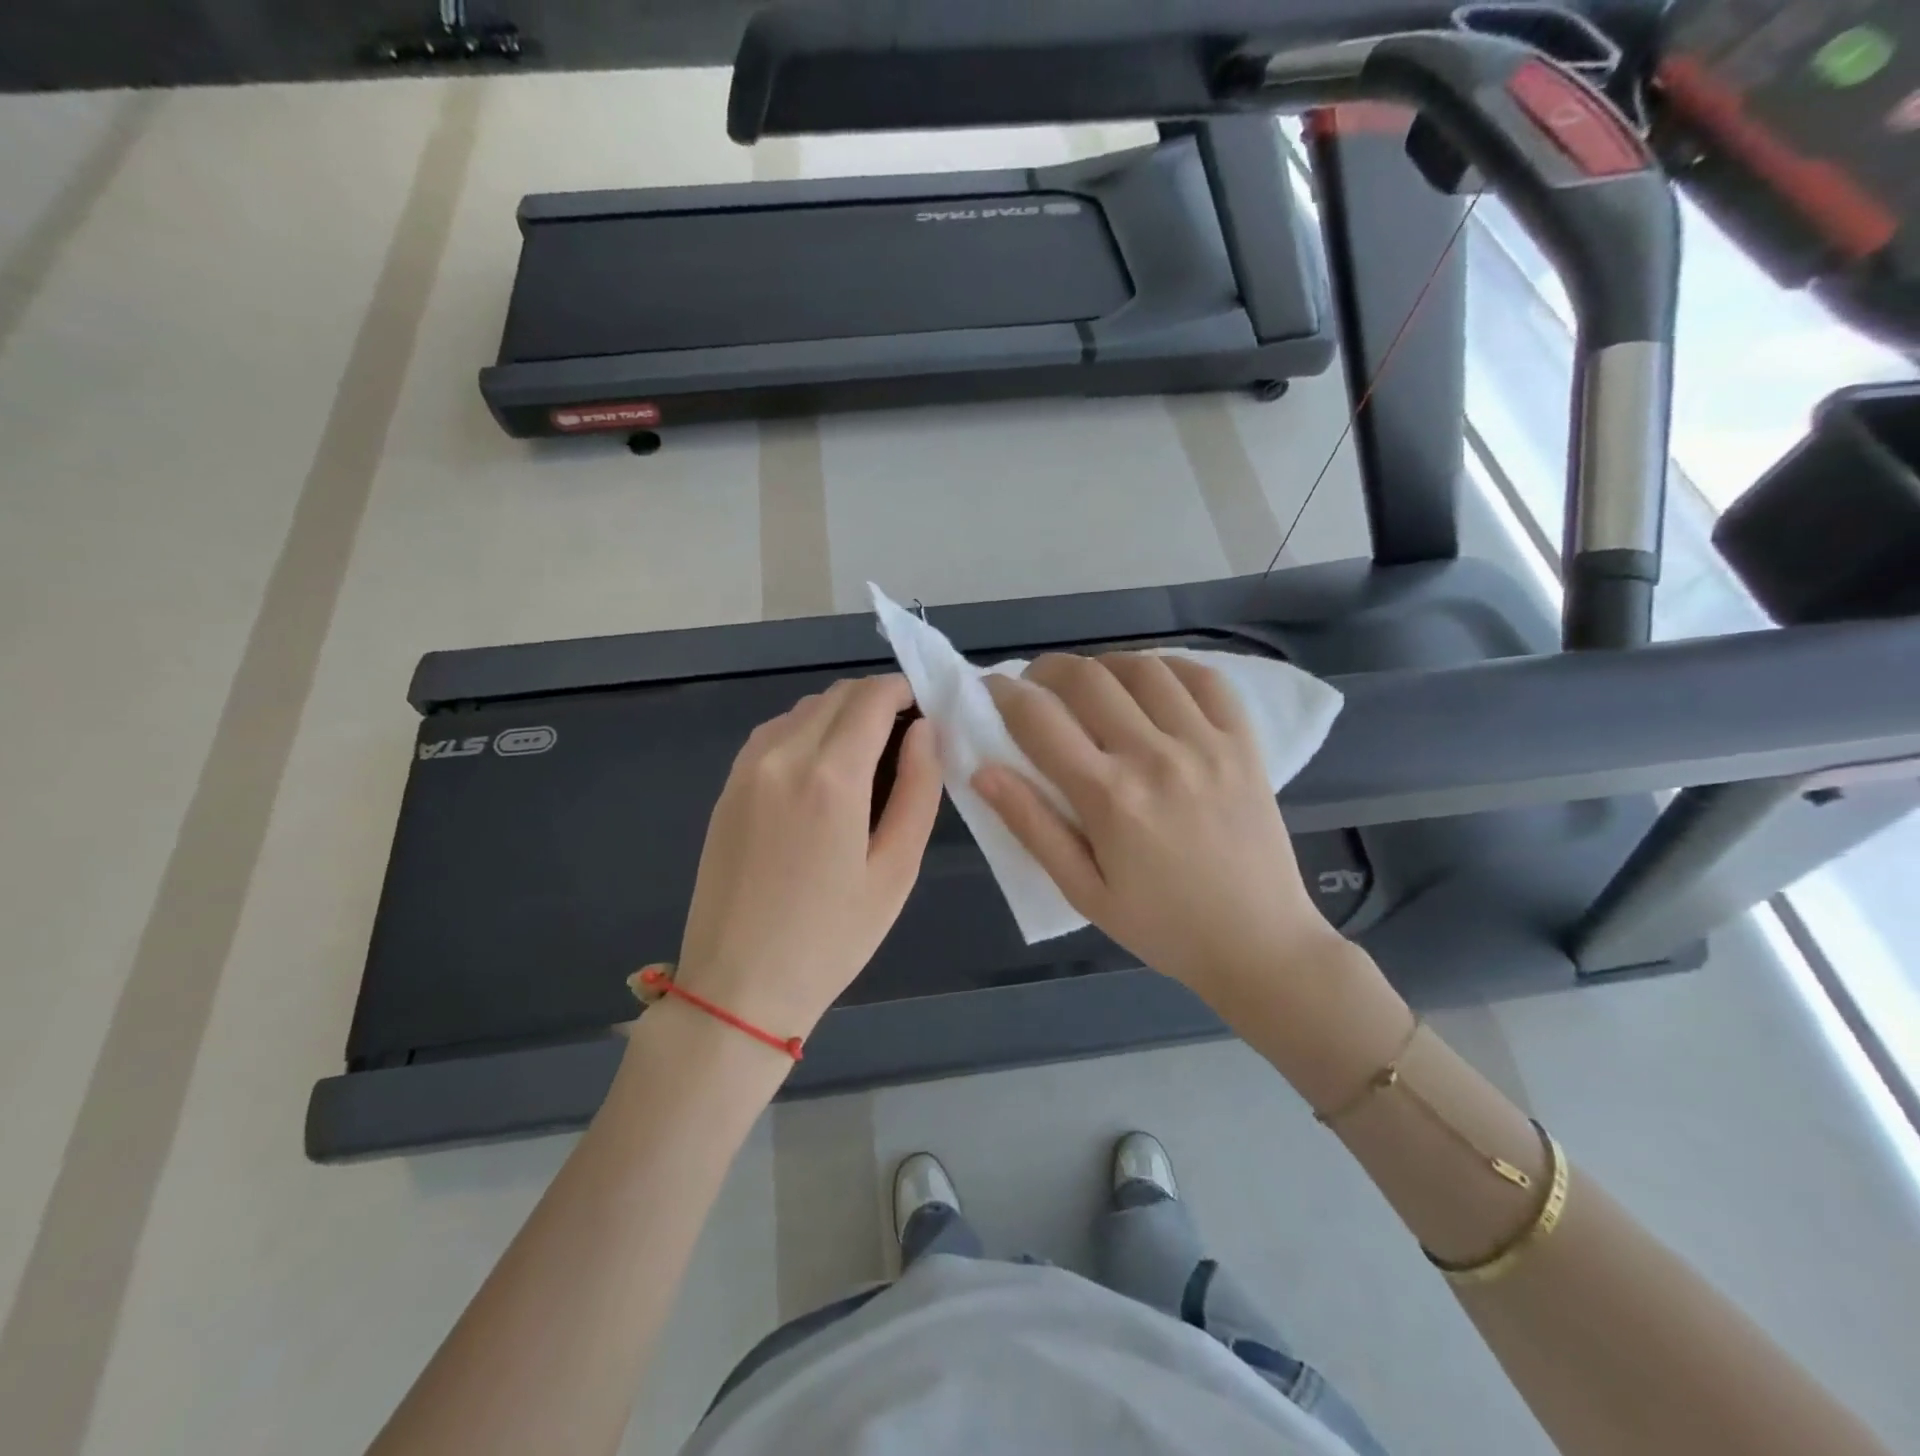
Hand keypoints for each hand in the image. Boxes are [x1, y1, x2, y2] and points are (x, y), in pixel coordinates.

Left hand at [672, 674, 941, 1042]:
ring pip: (804, 709)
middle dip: (878, 700)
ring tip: (868, 760)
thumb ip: (918, 788)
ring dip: (842, 715)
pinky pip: (775, 733)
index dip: (906, 691)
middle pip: (838, 695)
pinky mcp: (727, 786)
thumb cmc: (831, 938)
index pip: (873, 696)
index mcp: (830, 776)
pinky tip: (824, 774)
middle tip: (906, 741)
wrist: (737, 987)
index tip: (929, 712)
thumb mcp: (896, 870)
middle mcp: (781, 755)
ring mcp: (746, 768)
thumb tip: (927, 730)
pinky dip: (808, 732)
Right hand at [973, 653, 1346, 1010]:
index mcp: (1109, 797)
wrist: (1259, 944)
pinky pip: (1205, 678)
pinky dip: (1169, 667)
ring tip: (1093, 688)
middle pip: (1087, 677)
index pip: (1038, 719)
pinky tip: (1152, 686)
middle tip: (1036, 687)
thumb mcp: (1083, 891)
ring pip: (1143, 667)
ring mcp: (1206, 743)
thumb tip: (982, 770)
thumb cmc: (1162, 926)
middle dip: (1047, 670)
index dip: (1003, 694)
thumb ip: (1032, 826)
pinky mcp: (1244, 743)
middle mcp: (1155, 756)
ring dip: (1104, 666)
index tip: (991, 690)